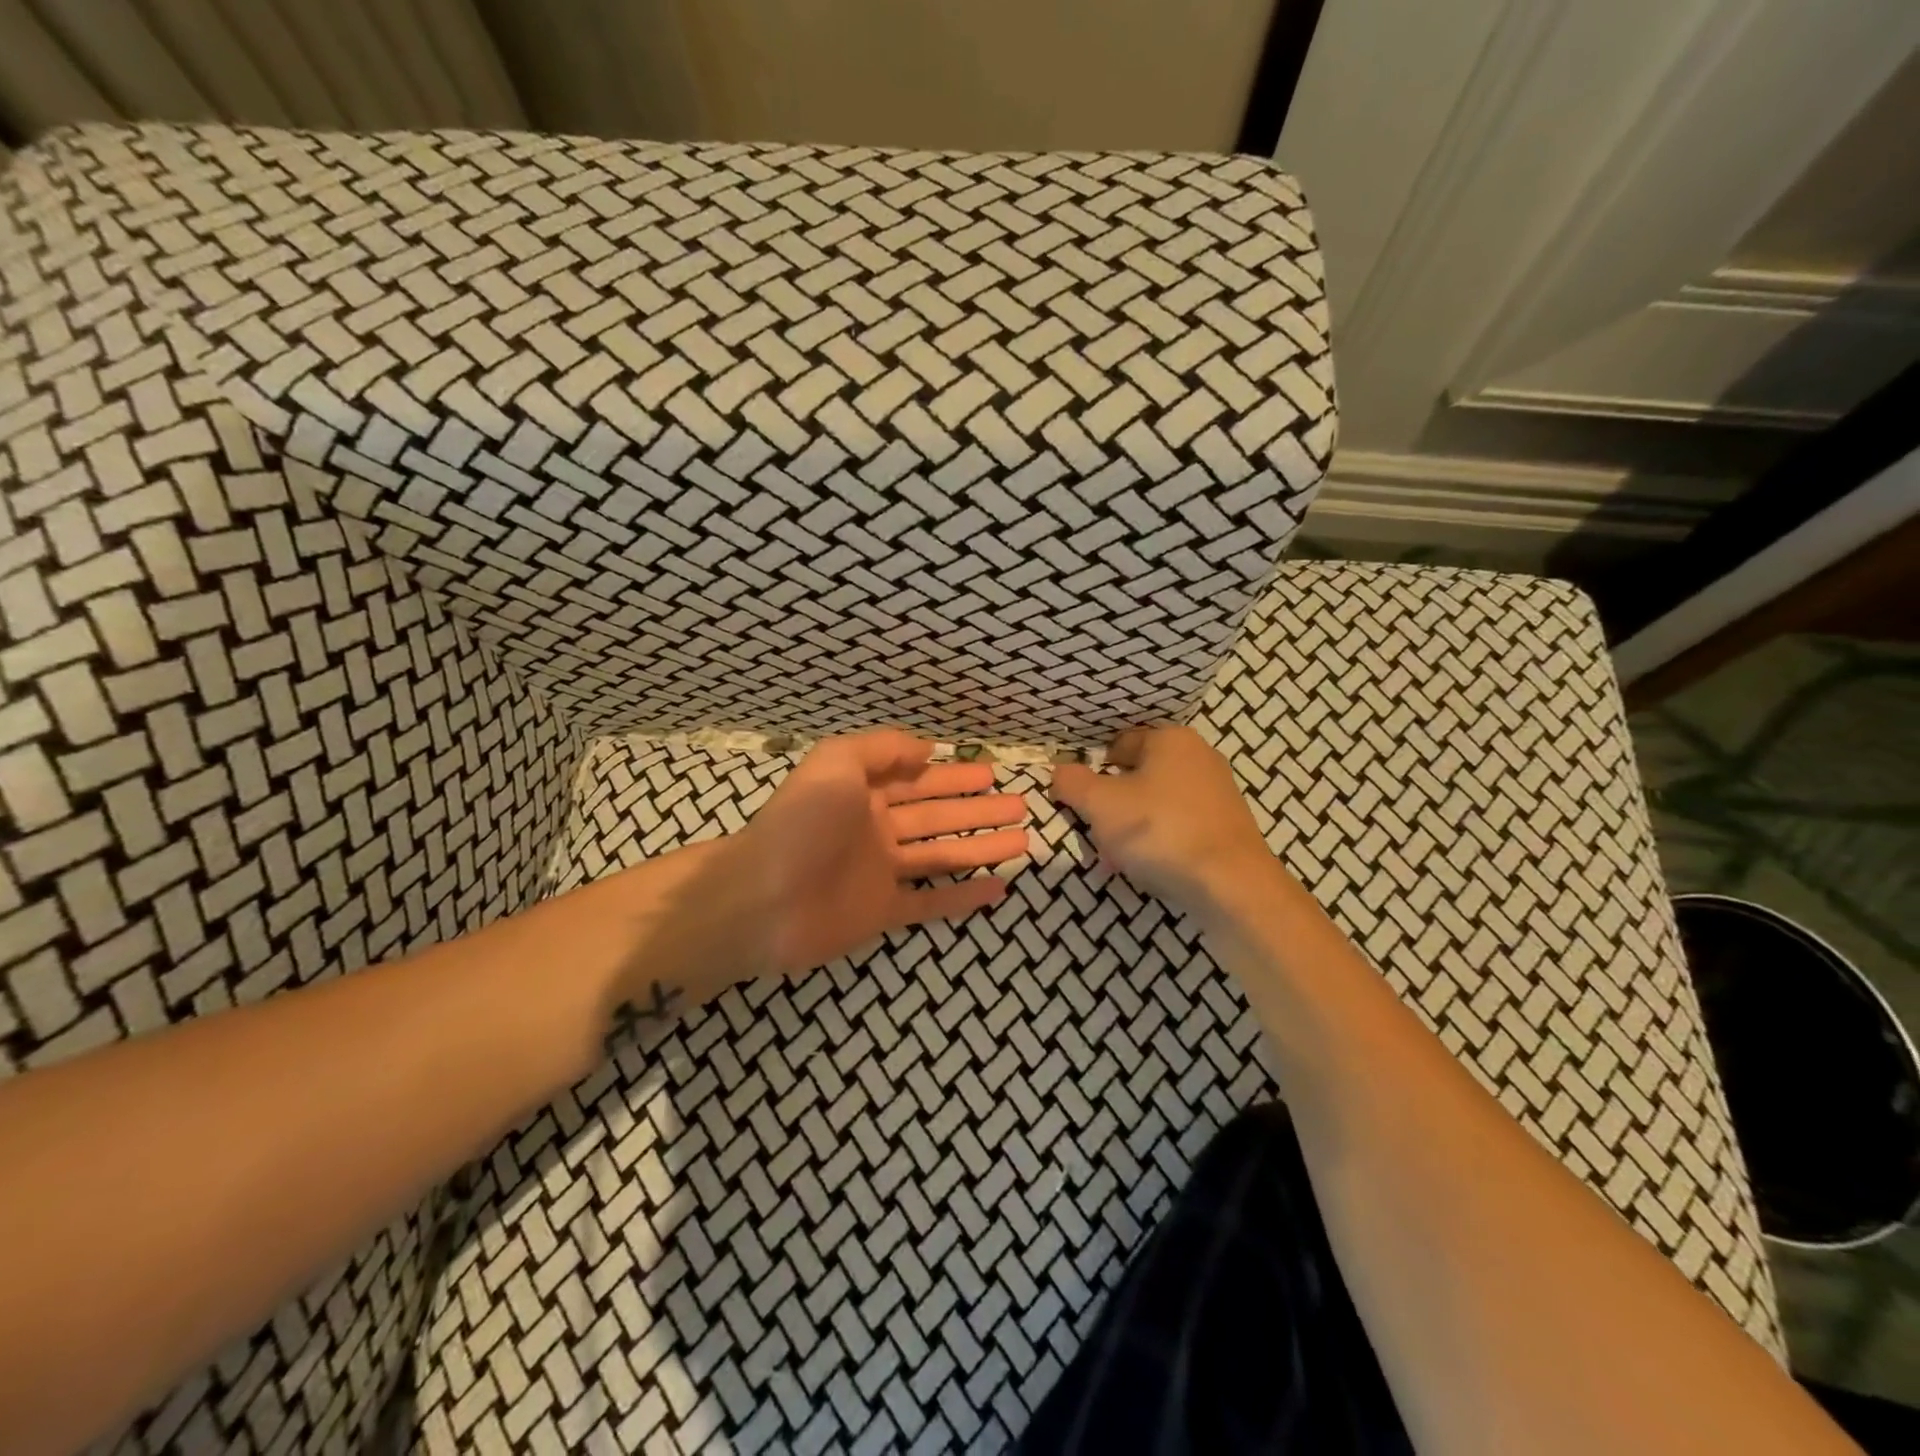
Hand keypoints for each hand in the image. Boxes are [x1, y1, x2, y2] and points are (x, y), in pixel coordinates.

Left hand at [737, 730, 1028, 975]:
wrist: (760, 900)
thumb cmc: (800, 824)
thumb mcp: (836, 763)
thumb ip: (882, 748)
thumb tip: (927, 749)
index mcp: (863, 794)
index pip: (918, 780)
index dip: (954, 775)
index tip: (991, 772)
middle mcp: (875, 830)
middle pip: (938, 816)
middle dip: (978, 810)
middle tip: (1020, 805)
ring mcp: (880, 874)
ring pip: (942, 857)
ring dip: (981, 848)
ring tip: (1022, 840)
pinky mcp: (882, 913)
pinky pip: (931, 904)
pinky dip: (963, 898)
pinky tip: (998, 889)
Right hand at [1051, 726, 1275, 914]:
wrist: (1231, 885)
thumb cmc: (1160, 831)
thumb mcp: (1100, 804)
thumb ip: (1072, 783)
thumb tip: (1060, 772)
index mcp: (1170, 739)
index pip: (1117, 744)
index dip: (1093, 772)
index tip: (1080, 803)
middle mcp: (1199, 757)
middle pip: (1136, 777)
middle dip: (1111, 808)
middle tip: (1095, 836)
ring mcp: (1217, 794)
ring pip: (1155, 806)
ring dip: (1130, 830)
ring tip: (1115, 861)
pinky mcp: (1227, 828)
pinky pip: (1178, 828)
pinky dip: (1158, 845)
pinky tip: (1146, 871)